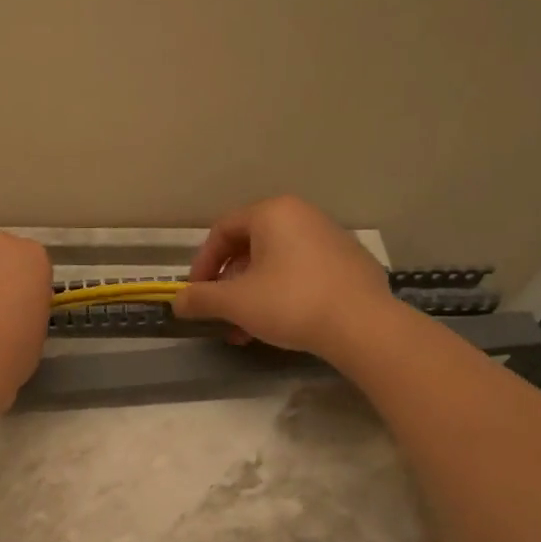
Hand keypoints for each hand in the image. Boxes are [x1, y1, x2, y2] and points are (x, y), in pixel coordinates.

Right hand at [173, 196, 395, 359]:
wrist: (363, 326)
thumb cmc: (290, 303)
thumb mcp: (236, 302)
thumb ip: (201, 298)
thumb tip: (177, 301)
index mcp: (272, 213)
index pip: (222, 230)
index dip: (202, 263)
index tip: (196, 294)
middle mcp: (302, 215)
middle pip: (249, 246)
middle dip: (229, 284)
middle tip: (221, 314)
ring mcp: (330, 237)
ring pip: (276, 262)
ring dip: (252, 293)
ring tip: (246, 329)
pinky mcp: (350, 262)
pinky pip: (303, 271)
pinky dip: (282, 293)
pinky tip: (281, 324)